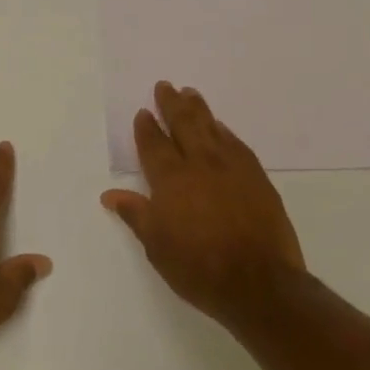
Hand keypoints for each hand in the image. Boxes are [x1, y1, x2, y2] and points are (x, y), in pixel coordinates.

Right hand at [100, 82, 304, 322]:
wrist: (259, 282)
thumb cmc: (199, 268)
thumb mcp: (157, 246)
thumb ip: (136, 214)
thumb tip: (110, 194)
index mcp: (171, 180)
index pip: (154, 145)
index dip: (147, 128)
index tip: (143, 113)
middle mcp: (200, 165)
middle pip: (184, 125)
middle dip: (172, 104)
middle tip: (165, 86)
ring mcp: (232, 168)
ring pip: (212, 128)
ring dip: (198, 109)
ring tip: (190, 93)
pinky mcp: (256, 177)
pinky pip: (236, 144)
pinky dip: (224, 131)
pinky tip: (221, 127)